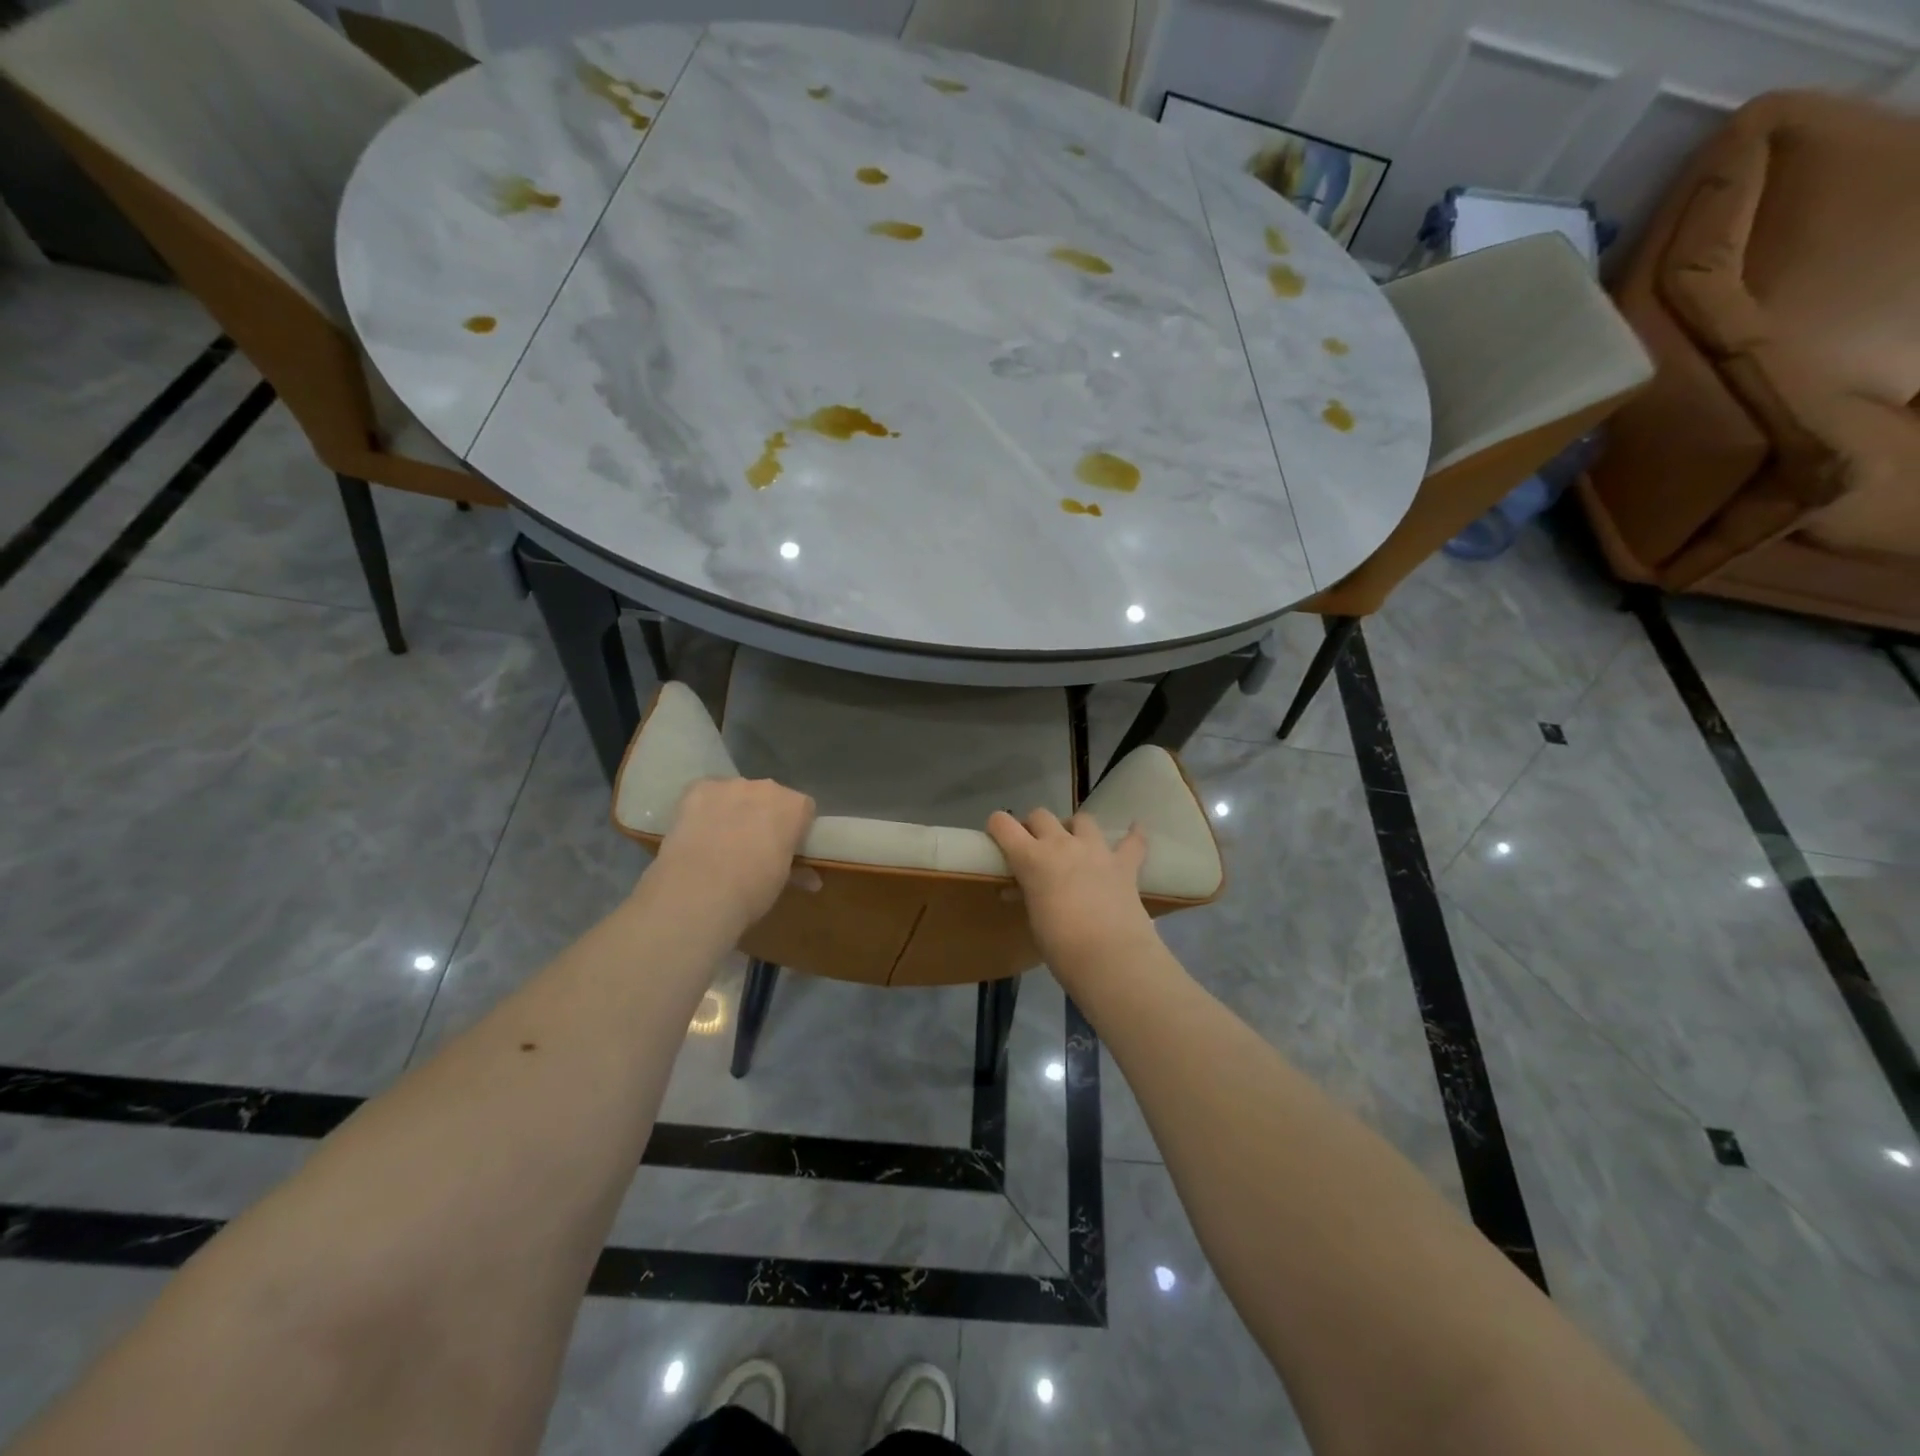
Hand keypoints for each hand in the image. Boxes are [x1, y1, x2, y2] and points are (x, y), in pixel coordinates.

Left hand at [646, 778, 816, 929]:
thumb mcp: (781, 882)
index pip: (803, 808)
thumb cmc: (752, 890)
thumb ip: (797, 870)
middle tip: (753, 844)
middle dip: (764, 815)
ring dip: (734, 809)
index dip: (795, 827)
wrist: (698, 893)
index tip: (786, 846)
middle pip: (769, 796)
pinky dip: (704, 808)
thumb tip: (812, 881)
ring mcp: (729, 785)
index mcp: (794, 807)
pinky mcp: (697, 789)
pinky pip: (706, 793)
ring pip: (736, 793)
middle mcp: (765, 787)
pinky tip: (697, 832)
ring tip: (720, 840)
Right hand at [987, 808, 1156, 967]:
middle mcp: (1062, 844)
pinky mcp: (1125, 864)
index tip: (997, 837)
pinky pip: (1132, 841)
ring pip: (1082, 819)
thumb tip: (1017, 890)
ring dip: (1074, 828)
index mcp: (1031, 858)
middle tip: (1034, 848)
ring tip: (1074, 844)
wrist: (1110, 958)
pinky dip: (1132, 835)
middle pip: (1041, 816)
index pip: (1003, 825)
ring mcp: (1096, 851)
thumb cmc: (1060, 946)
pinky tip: (1134, 829)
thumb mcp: (1034, 919)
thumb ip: (1027, 896)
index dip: (997, 826)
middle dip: (1034, 827)